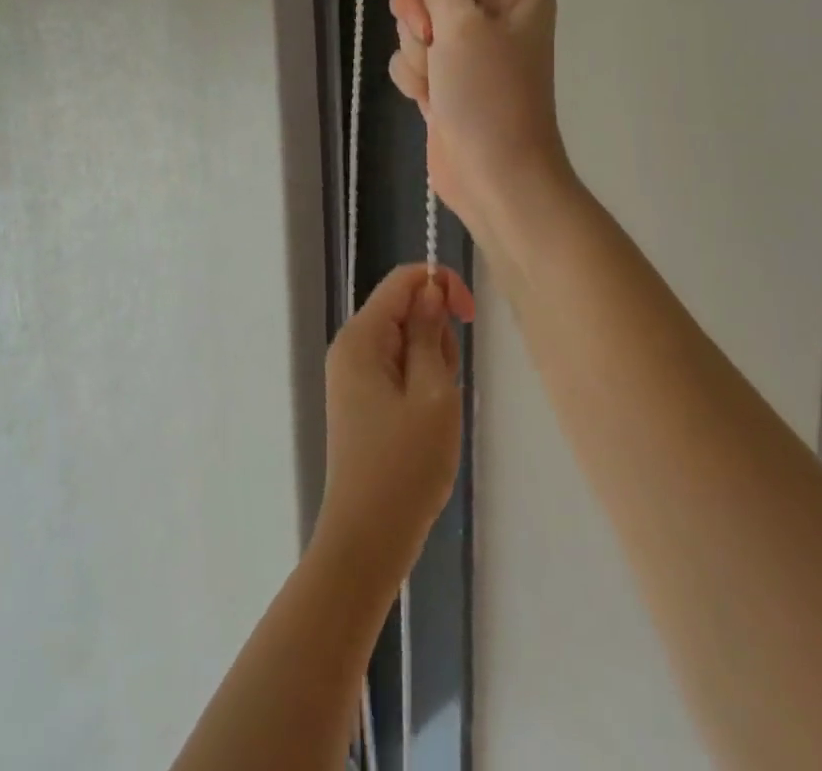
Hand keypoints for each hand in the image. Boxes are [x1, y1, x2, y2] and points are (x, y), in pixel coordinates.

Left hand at [317, 262, 475, 587]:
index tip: (471, 317)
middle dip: (436, 337)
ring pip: (406, 343)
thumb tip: (430, 289)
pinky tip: (425, 424)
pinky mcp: (361, 400)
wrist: (367, 540)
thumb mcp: (432, 394)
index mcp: (362, 337)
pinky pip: (398, 371)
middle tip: (444, 388)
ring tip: (435, 414)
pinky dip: (421, 386)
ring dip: (432, 367)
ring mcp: (353, 375)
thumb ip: (430, 333)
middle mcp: (351, 347)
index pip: (402, 281)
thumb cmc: (405, 466)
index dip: (440, 285)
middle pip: (405, 311)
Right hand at [387, 0, 567, 245]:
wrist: (496, 177)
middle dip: (419, 8)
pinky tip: (429, 98)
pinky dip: (414, 75)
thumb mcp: (464, 27)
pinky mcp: (444, 76)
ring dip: (417, 49)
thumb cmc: (490, 97)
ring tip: (437, 79)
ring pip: (414, 20)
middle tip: (431, 36)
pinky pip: (411, 55)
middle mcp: (490, 12)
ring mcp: (465, 46)